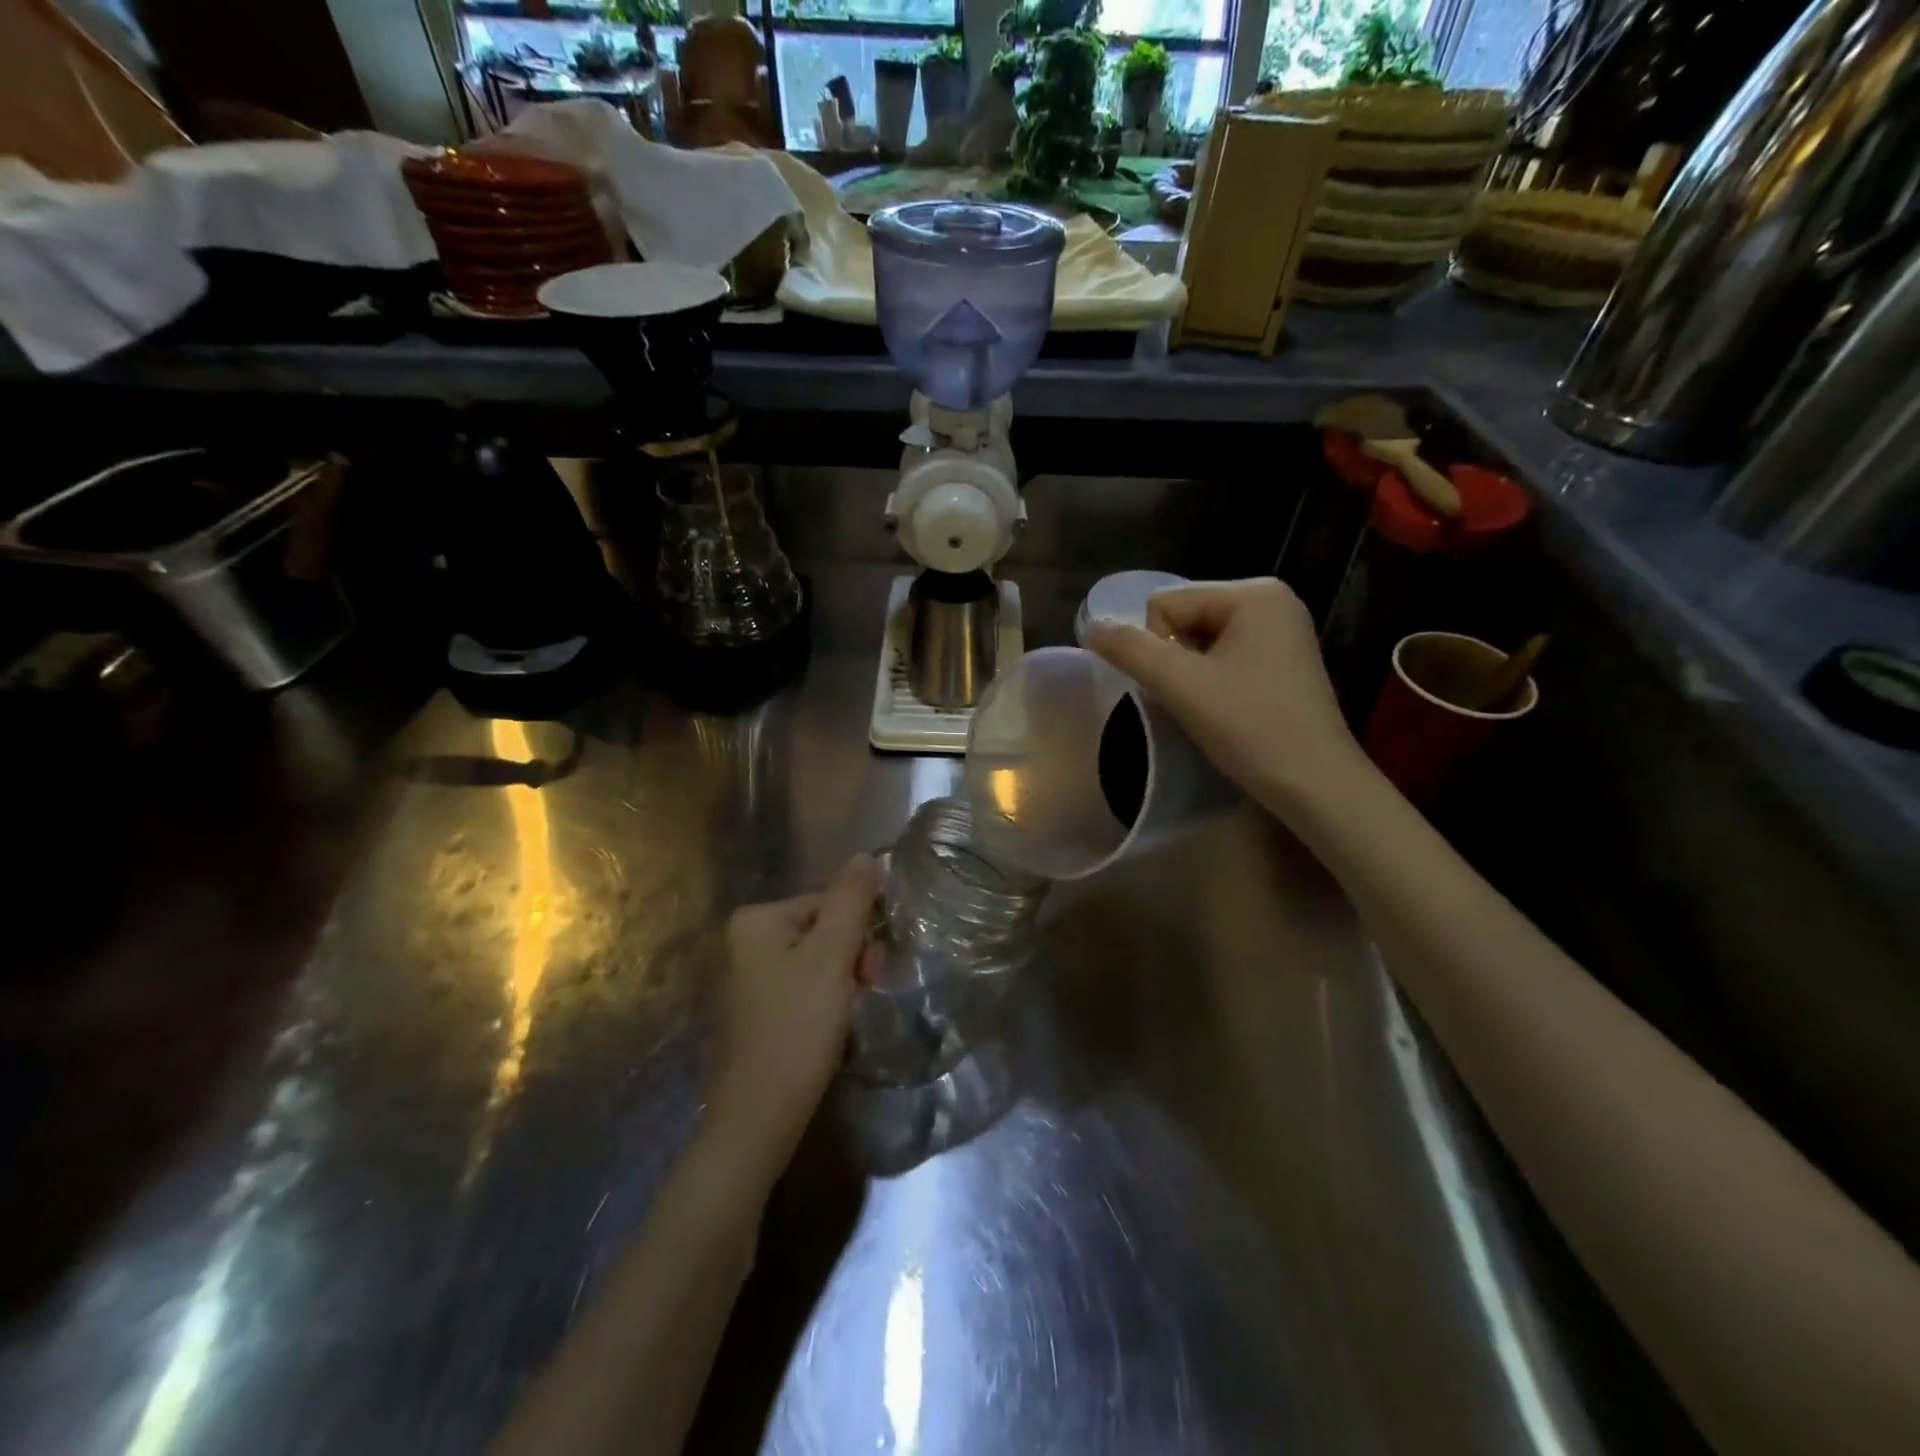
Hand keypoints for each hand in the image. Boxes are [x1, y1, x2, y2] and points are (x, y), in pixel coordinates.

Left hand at [709, 854, 880, 1160]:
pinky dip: (826, 1000)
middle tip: (864, 993)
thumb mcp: (832, 957)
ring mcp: (748, 976)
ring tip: (850, 1014)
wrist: (759, 1116)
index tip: (872, 971)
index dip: (860, 932)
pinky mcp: (757, 1008)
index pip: (830, 902)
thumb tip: (867, 855)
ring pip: (819, 959)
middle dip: (852, 958)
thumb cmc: (797, 1028)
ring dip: (844, 981)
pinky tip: (832, 1026)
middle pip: (824, 929)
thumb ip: (851, 902)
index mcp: (757, 919)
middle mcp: (745, 939)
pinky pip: (804, 985)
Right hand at [1086, 577, 1361, 819]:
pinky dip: (1212, 681)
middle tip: (1195, 701)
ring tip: (1210, 708)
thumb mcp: (1180, 686)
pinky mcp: (1285, 659)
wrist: (1316, 785)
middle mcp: (1272, 599)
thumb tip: (1091, 627)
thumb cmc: (1251, 729)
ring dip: (1191, 674)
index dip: (1158, 649)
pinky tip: (1227, 709)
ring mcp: (1283, 630)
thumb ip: (1130, 650)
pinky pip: (1225, 655)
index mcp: (1253, 592)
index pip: (1166, 604)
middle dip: (1176, 660)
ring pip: (1200, 640)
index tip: (1184, 689)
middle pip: (1184, 617)